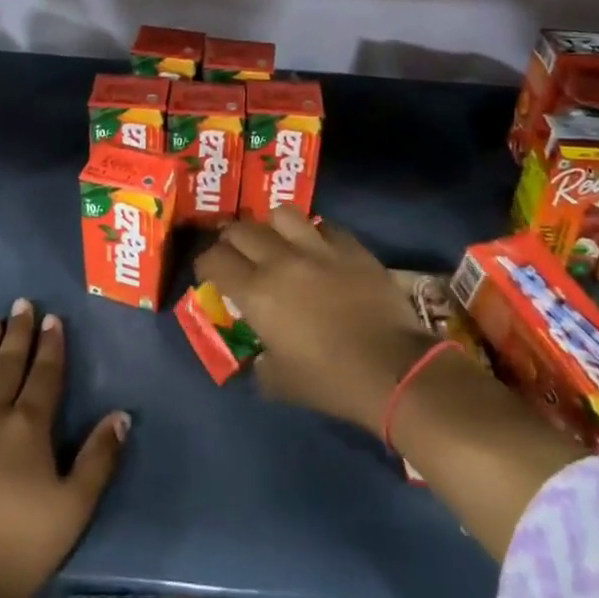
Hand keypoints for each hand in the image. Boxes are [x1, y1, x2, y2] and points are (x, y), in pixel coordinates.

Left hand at [0, 299, 129, 597]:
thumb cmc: (17, 550)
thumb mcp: (74, 509)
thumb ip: (99, 459)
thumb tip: (121, 414)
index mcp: (29, 428)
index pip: (44, 375)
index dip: (51, 345)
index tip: (52, 318)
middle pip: (8, 366)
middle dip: (18, 333)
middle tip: (21, 303)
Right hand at [195, 209, 436, 431]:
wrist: (392, 368)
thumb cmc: (331, 381)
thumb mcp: (280, 383)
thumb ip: (260, 362)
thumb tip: (260, 354)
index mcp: (256, 293)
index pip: (214, 260)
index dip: (206, 264)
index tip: (209, 273)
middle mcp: (280, 260)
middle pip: (242, 230)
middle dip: (232, 241)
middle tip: (237, 255)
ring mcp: (317, 247)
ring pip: (281, 214)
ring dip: (272, 227)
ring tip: (278, 242)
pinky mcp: (349, 245)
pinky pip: (323, 225)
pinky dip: (314, 234)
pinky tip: (319, 249)